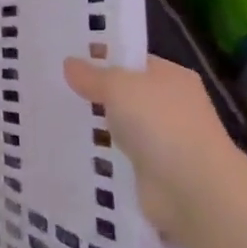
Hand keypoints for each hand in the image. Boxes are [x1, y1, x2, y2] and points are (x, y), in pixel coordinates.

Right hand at [63, 55, 242, 247]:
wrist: (193, 190)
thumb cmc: (160, 124)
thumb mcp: (118, 87)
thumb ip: (92, 75)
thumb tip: (70, 64)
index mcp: (172, 77)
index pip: (132, 61)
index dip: (102, 57)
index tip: (66, 57)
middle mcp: (171, 105)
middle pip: (125, 93)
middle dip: (95, 92)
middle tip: (54, 86)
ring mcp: (164, 140)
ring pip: (121, 125)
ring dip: (97, 126)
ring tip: (55, 117)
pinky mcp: (153, 171)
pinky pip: (120, 155)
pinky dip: (103, 154)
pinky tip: (74, 148)